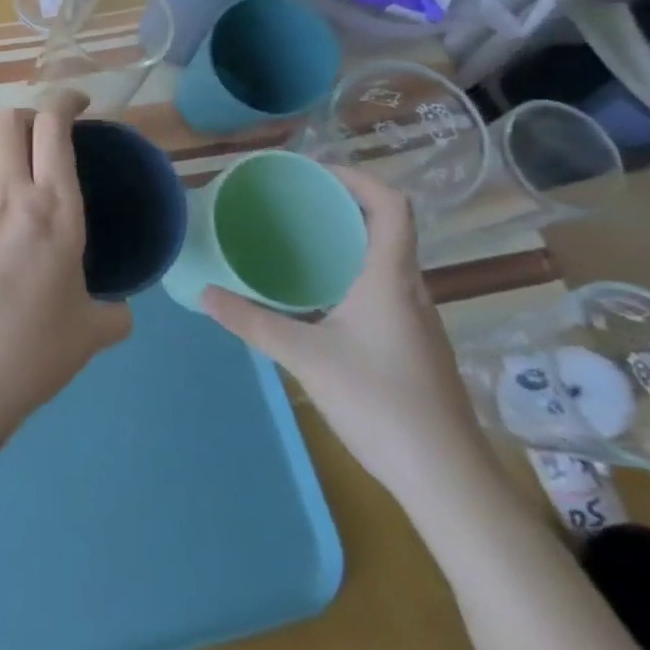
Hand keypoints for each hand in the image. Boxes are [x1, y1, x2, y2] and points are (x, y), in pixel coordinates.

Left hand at [0, 98, 131, 419]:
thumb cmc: (31, 350)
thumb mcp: (89, 333)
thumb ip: (112, 313)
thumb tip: (119, 311)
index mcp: (53, 208)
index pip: (53, 125)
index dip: (64, 100)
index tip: (79, 104)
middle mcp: (8, 193)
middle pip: (9, 120)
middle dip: (31, 115)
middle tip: (51, 139)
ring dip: (7, 152)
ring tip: (23, 184)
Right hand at [199, 168, 494, 507]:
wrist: (445, 476)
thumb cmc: (380, 403)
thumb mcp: (306, 358)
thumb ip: (253, 323)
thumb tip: (204, 295)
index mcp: (389, 279)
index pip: (391, 206)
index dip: (358, 178)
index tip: (314, 173)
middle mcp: (409, 290)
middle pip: (387, 228)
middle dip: (342, 206)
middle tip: (293, 204)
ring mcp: (415, 320)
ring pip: (383, 261)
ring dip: (346, 242)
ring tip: (298, 243)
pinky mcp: (412, 346)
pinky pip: (380, 290)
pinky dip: (349, 275)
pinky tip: (317, 299)